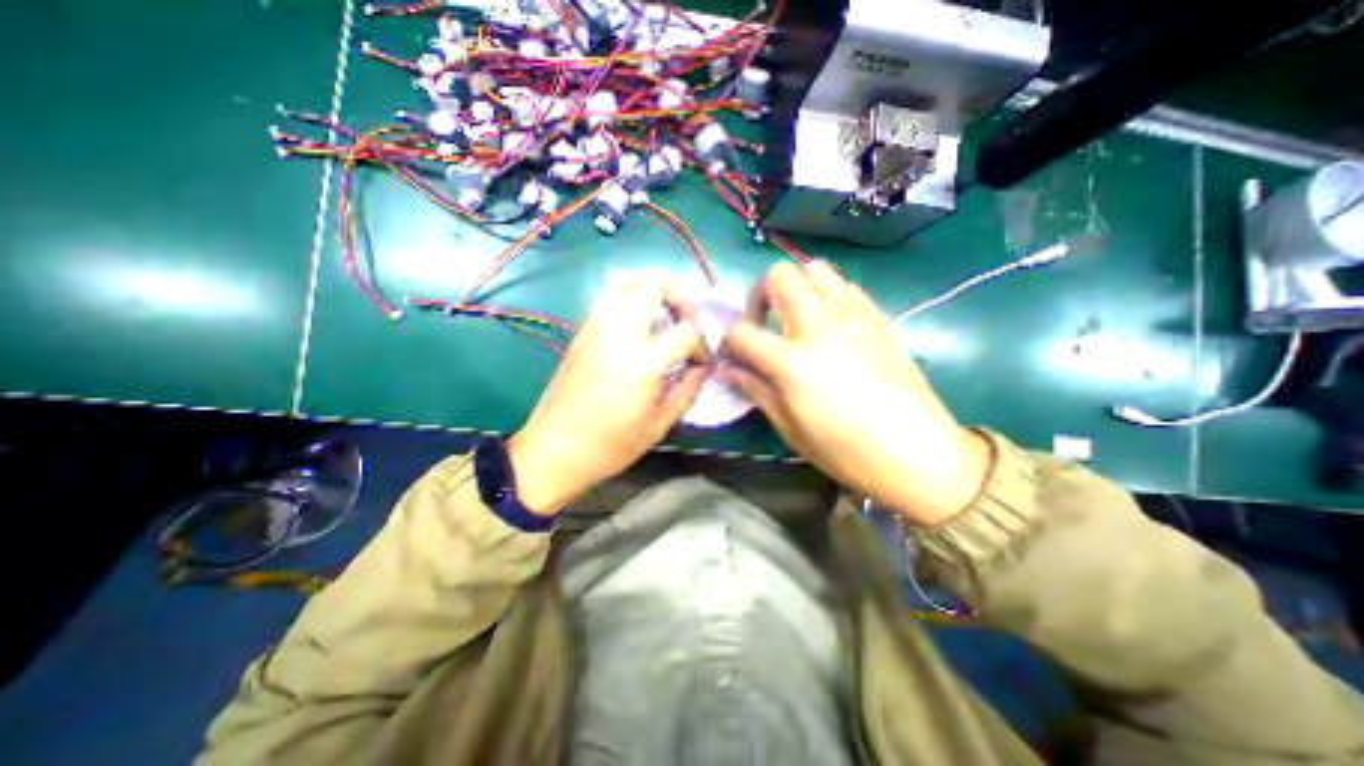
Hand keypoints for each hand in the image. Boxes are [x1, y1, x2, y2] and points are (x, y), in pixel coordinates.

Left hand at [506, 277, 708, 515]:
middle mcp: (618, 334)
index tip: (701, 362)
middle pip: (653, 285)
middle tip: (685, 321)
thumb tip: (701, 370)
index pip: (685, 331)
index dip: (702, 344)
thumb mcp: (658, 426)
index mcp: (642, 362)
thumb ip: (686, 392)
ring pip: (626, 284)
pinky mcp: (581, 333)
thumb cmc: (610, 446)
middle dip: (678, 296)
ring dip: (651, 293)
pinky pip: (609, 300)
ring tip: (662, 318)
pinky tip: (635, 330)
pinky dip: (629, 302)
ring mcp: (595, 329)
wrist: (553, 451)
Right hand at [724, 260, 991, 523]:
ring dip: (796, 286)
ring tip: (797, 317)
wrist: (917, 453)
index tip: (733, 353)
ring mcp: (852, 315)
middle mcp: (819, 326)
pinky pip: (844, 285)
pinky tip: (829, 323)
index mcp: (792, 361)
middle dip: (760, 294)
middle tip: (765, 322)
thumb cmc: (845, 450)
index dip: (728, 340)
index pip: (741, 331)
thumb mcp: (789, 427)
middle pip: (778, 276)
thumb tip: (728, 370)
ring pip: (814, 268)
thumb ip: (755, 390)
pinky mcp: (877, 315)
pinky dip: (826, 293)